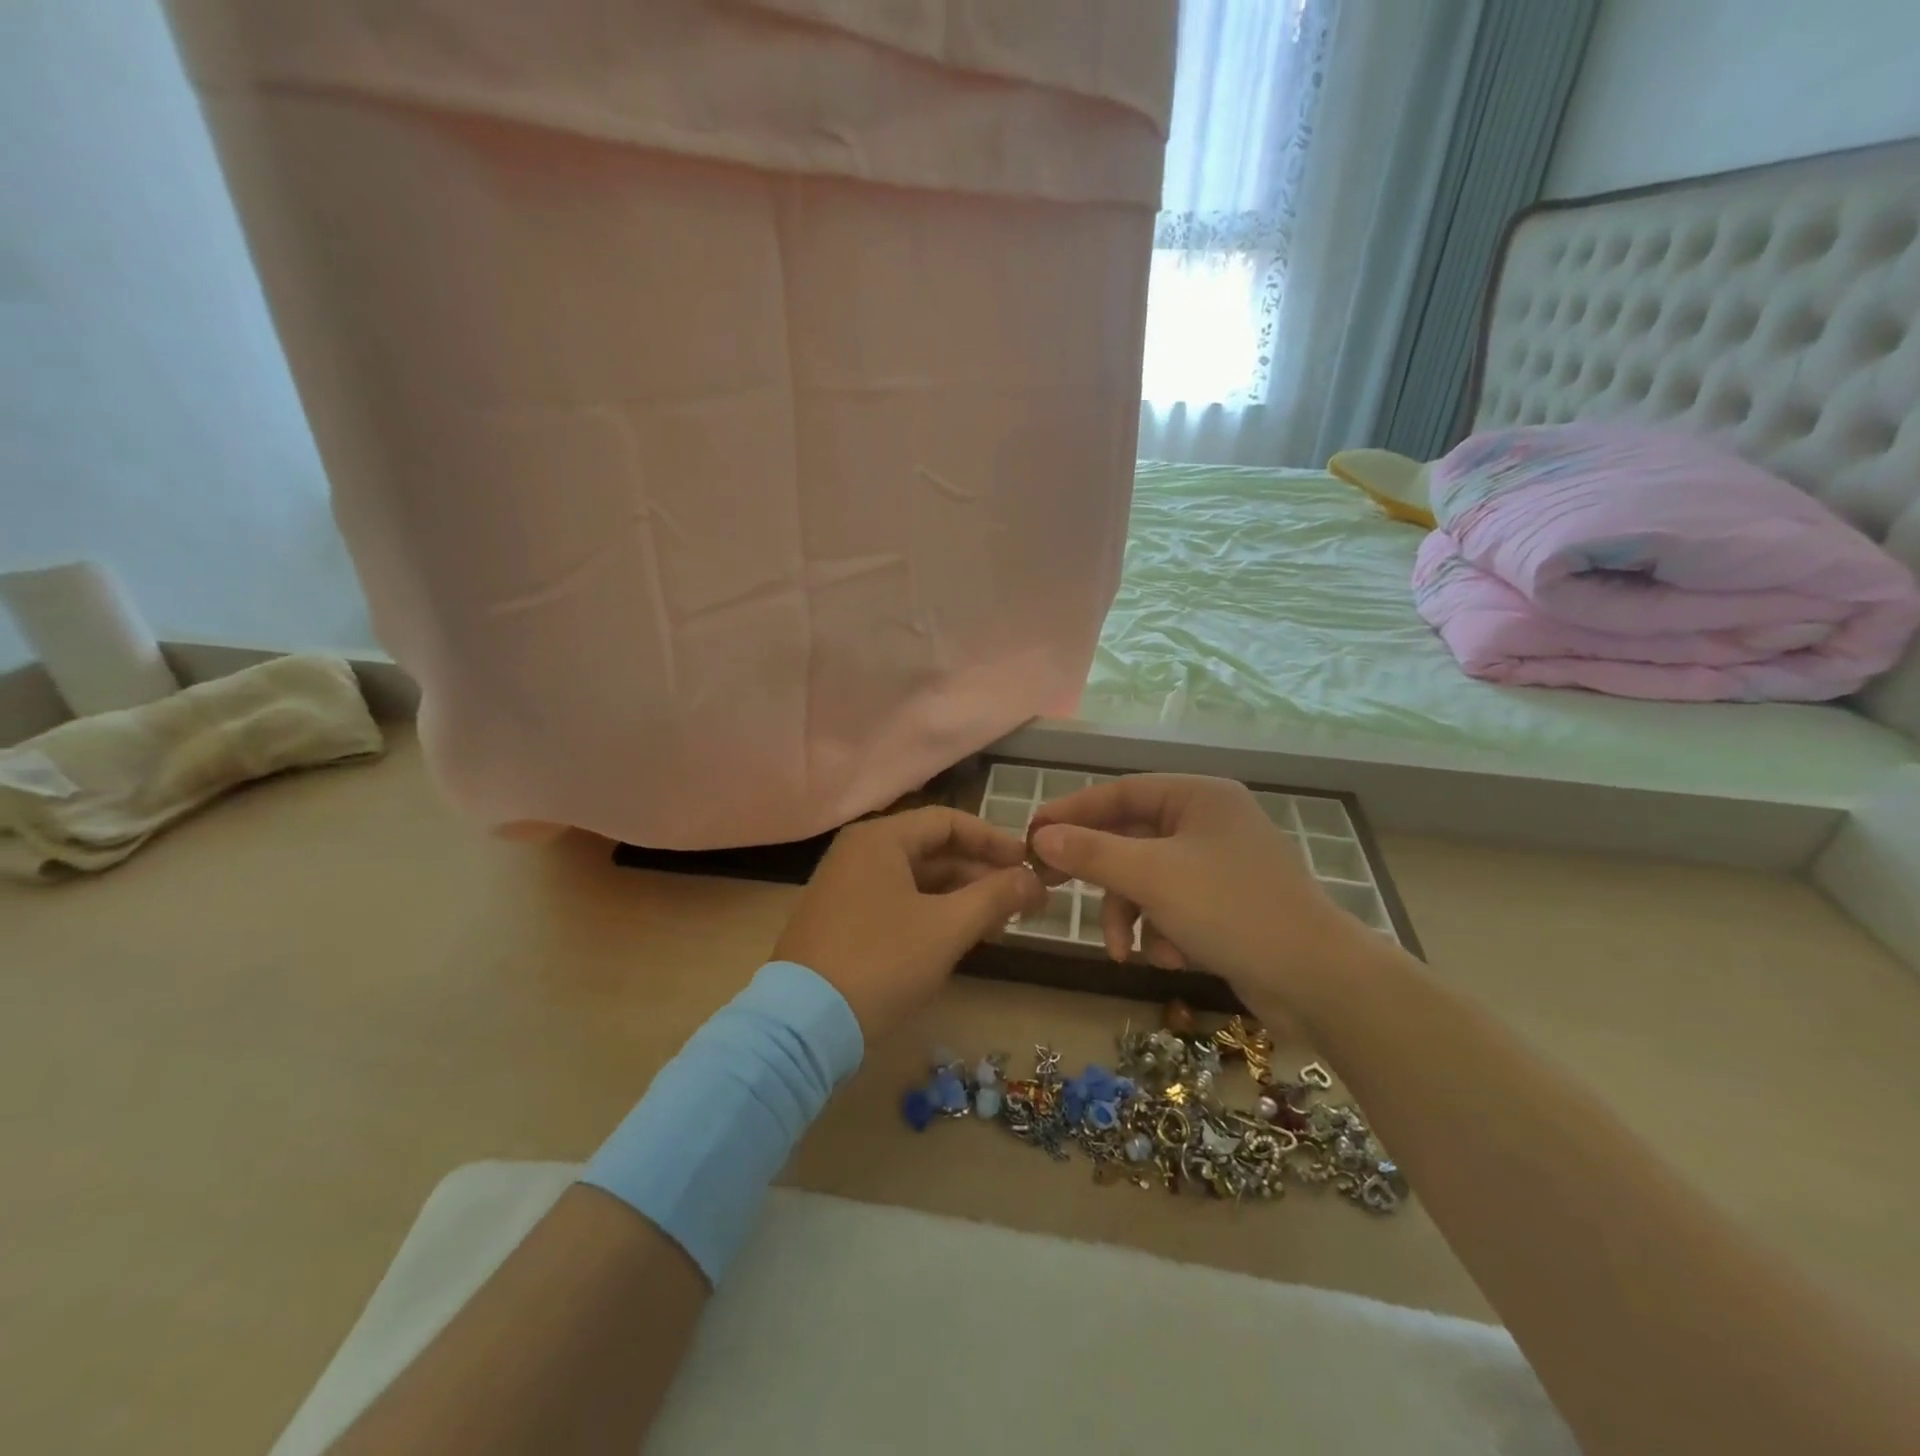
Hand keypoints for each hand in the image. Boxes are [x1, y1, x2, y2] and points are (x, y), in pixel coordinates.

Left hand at [772, 807, 1045, 1039]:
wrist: (802, 1026)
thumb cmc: (881, 963)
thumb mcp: (947, 928)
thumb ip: (996, 896)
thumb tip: (1035, 880)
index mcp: (880, 839)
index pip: (948, 822)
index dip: (993, 840)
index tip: (1028, 865)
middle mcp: (858, 852)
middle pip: (932, 850)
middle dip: (980, 874)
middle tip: (1020, 902)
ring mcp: (844, 887)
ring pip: (915, 880)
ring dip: (959, 897)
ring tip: (996, 926)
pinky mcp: (839, 920)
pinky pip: (895, 902)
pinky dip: (930, 913)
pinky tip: (956, 939)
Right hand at [1027, 774, 1372, 1021]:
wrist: (1319, 981)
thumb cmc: (1231, 910)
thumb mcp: (1151, 877)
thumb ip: (1091, 853)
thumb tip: (1041, 837)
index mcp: (1198, 797)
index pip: (1119, 793)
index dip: (1071, 812)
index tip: (1030, 835)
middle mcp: (1209, 822)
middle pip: (1130, 839)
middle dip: (1101, 877)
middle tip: (1050, 888)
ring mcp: (1219, 865)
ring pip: (1147, 879)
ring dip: (1130, 916)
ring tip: (1126, 952)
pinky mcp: (1226, 904)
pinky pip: (1172, 906)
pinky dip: (1161, 931)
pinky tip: (1169, 958)